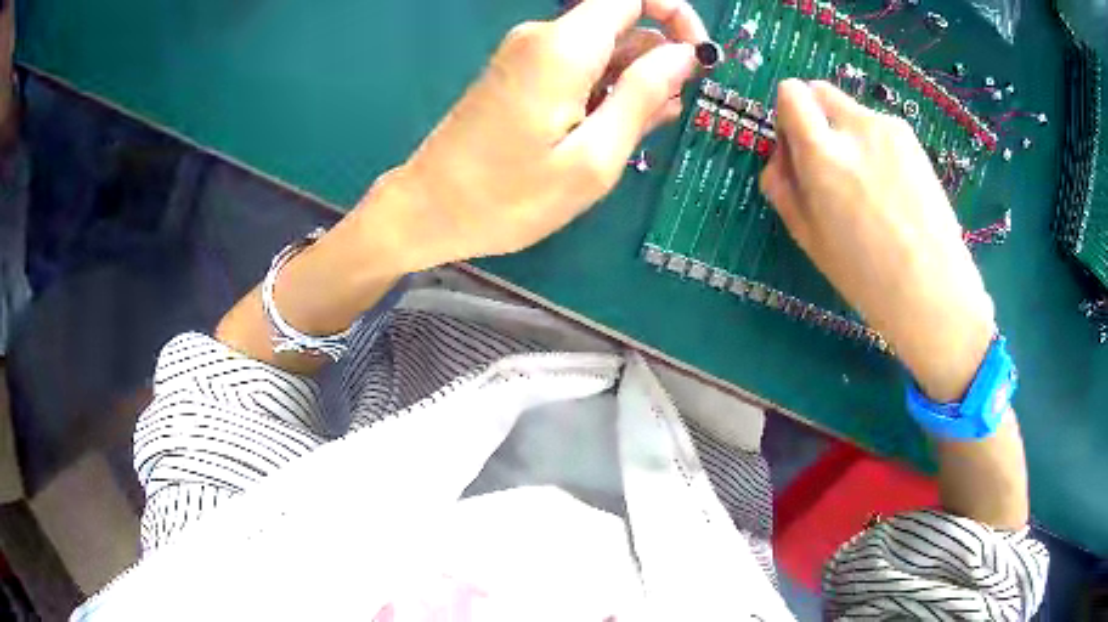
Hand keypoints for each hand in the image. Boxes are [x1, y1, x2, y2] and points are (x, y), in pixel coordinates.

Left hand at [351, 0, 706, 272]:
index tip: (696, 59)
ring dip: (632, 81)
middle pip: (621, 22)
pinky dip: (604, 89)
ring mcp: (527, 54)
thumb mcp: (593, 158)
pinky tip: (608, 129)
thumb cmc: (508, 197)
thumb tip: (684, 55)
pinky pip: (577, 65)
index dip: (675, 15)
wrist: (427, 210)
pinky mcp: (519, 73)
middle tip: (664, 117)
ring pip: (602, 47)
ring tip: (637, 132)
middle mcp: (543, 37)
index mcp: (563, 47)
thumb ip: (643, 96)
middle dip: (657, 61)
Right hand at [760, 79, 994, 401]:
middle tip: (829, 162)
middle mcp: (855, 128)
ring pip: (852, 111)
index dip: (788, 115)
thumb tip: (780, 153)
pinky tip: (890, 187)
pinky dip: (875, 145)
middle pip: (819, 91)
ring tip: (868, 185)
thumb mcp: (807, 236)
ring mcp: (889, 129)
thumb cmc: (865, 275)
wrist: (933, 290)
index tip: (797, 147)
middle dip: (815, 116)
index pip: (790, 93)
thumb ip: (782, 184)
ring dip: (848, 133)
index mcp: (822, 155)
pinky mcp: (912, 139)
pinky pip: (879, 127)